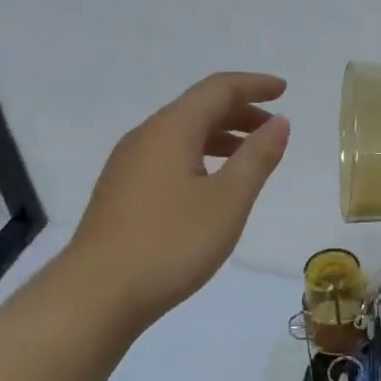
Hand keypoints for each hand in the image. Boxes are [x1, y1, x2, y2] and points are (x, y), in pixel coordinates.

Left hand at [72, 72, 288, 328]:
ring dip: (220, 136)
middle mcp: (145, 137)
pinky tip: (211, 184)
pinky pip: (168, 156)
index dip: (254, 85)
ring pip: (181, 134)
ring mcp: (128, 165)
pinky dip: (200, 156)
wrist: (97, 294)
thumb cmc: (171, 243)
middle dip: (240, 111)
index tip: (284, 90)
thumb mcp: (228, 201)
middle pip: (197, 108)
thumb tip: (279, 122)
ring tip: (250, 156)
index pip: (217, 89)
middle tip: (273, 128)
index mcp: (171, 130)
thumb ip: (257, 158)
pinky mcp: (121, 191)